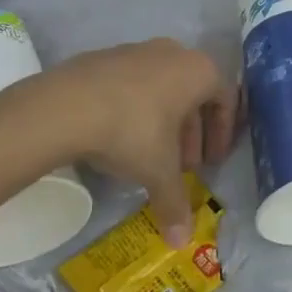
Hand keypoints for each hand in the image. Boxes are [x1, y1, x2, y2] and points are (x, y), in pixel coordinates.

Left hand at [39, 40, 237, 244]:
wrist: (65, 106)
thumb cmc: (131, 131)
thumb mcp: (158, 171)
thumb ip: (175, 202)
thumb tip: (182, 241)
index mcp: (198, 71)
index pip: (226, 99)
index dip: (222, 133)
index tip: (211, 162)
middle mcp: (172, 53)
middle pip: (193, 93)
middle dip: (191, 132)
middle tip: (184, 165)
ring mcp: (136, 50)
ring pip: (162, 87)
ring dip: (164, 121)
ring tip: (150, 154)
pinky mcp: (103, 57)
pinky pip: (132, 84)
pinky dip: (135, 108)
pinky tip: (118, 136)